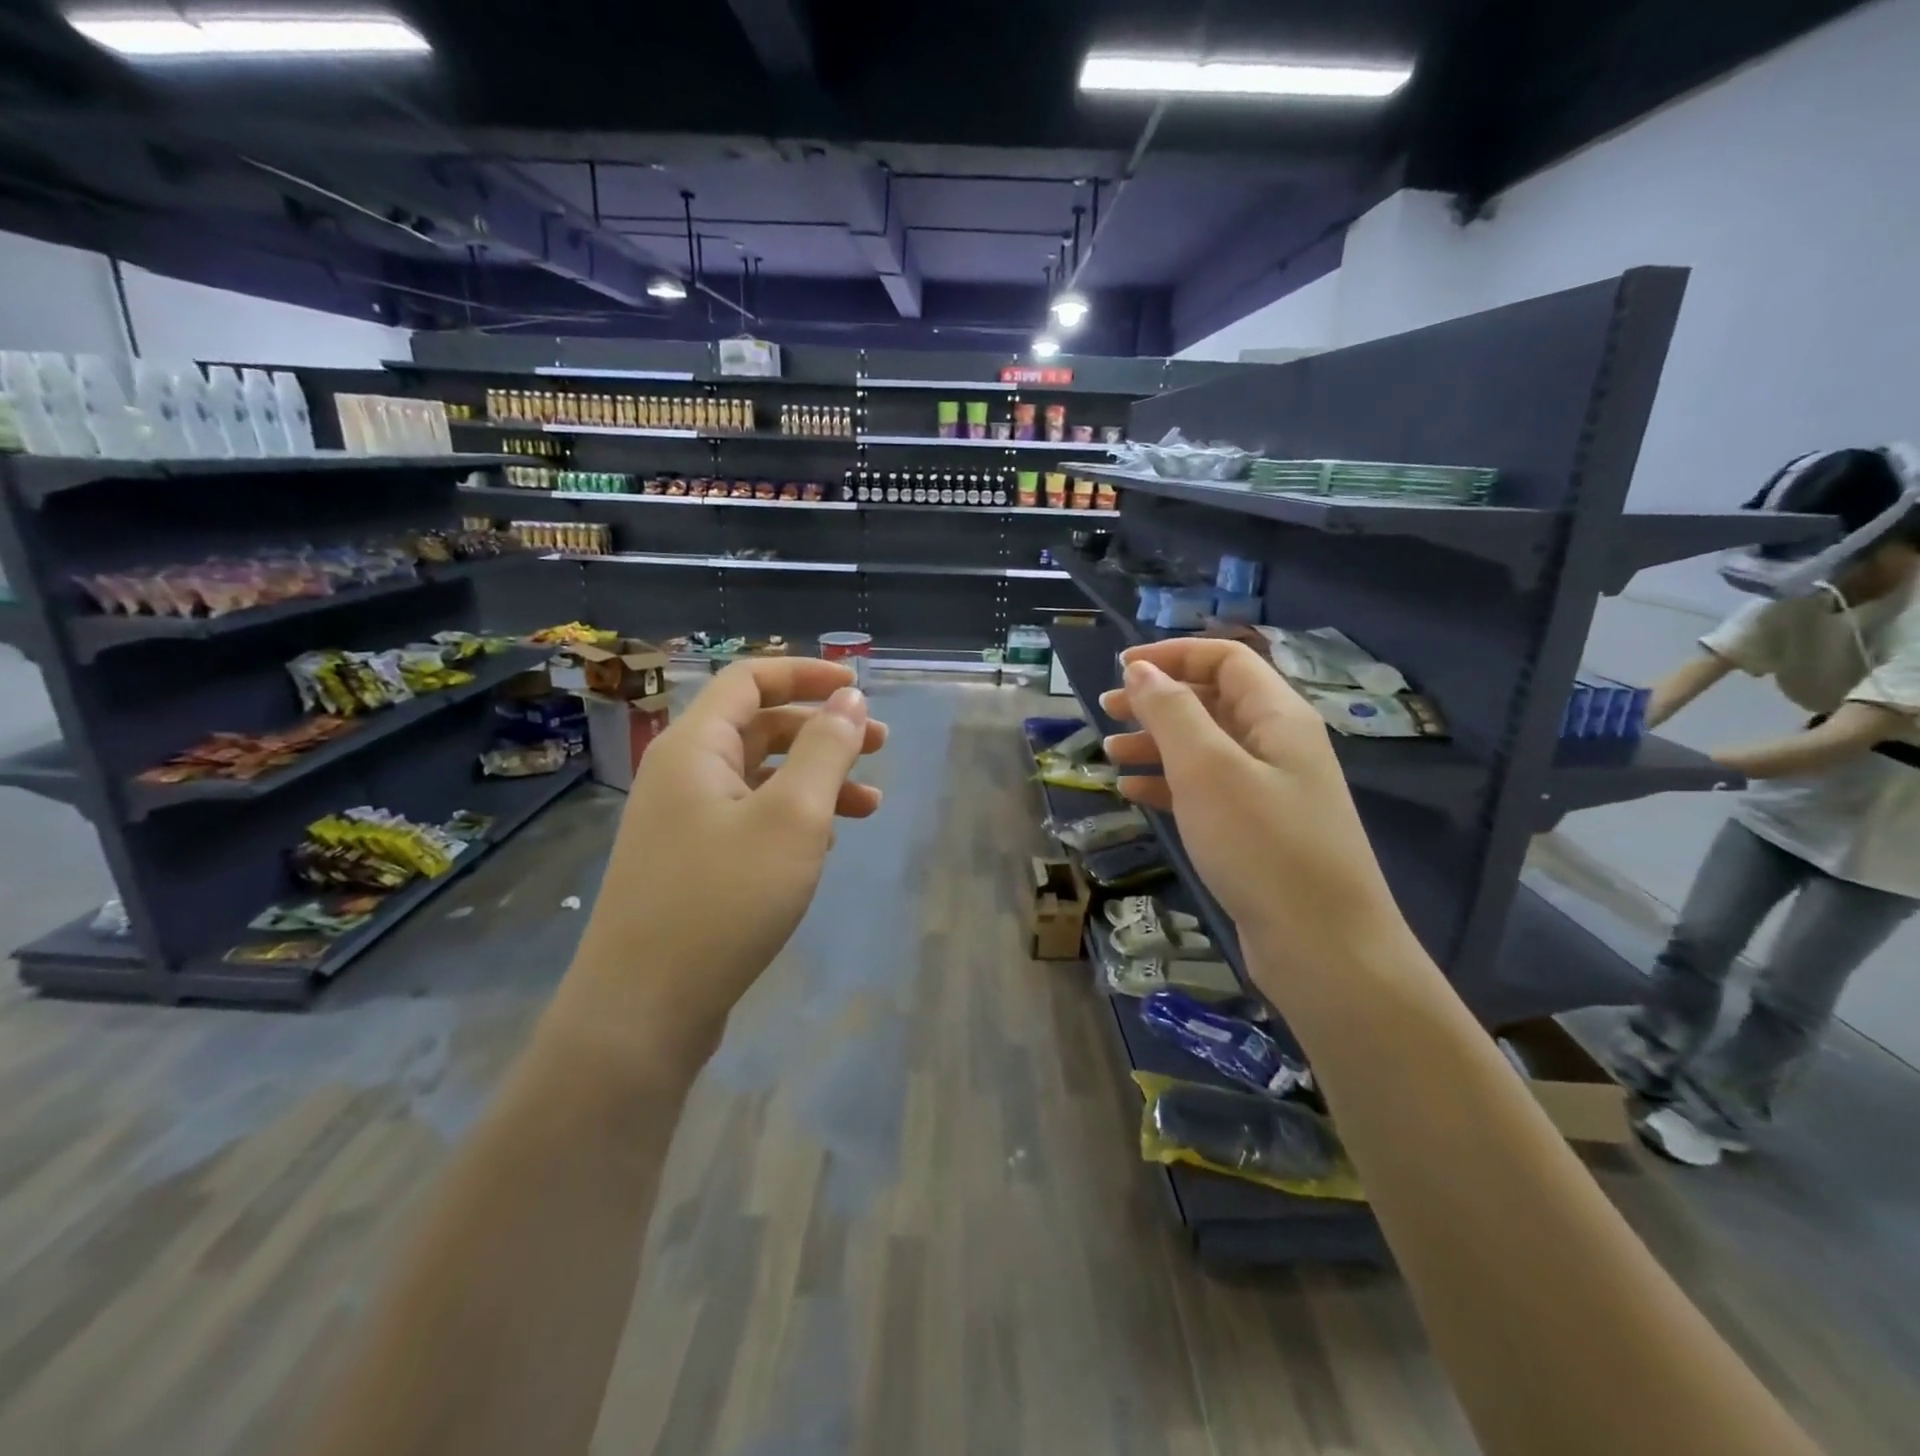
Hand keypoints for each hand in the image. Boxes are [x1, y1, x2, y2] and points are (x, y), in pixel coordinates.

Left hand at [552, 659, 886, 1068]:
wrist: (643, 1009)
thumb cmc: (725, 899)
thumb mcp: (792, 817)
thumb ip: (825, 749)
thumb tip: (850, 699)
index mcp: (693, 747)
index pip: (750, 680)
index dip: (806, 674)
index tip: (859, 689)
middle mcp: (681, 774)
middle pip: (759, 727)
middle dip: (822, 731)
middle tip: (881, 747)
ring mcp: (682, 822)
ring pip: (759, 778)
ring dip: (816, 780)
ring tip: (871, 805)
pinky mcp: (691, 864)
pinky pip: (749, 819)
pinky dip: (792, 819)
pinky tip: (826, 846)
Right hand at [1099, 640, 1415, 1001]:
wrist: (1324, 948)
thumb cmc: (1263, 846)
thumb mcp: (1208, 769)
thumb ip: (1171, 712)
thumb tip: (1141, 670)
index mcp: (1278, 716)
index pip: (1225, 660)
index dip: (1173, 654)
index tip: (1120, 668)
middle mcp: (1278, 745)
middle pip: (1213, 701)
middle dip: (1158, 700)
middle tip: (1107, 710)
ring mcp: (1269, 790)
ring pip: (1205, 748)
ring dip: (1157, 743)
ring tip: (1110, 755)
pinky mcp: (1257, 831)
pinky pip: (1207, 790)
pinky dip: (1168, 784)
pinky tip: (1132, 793)